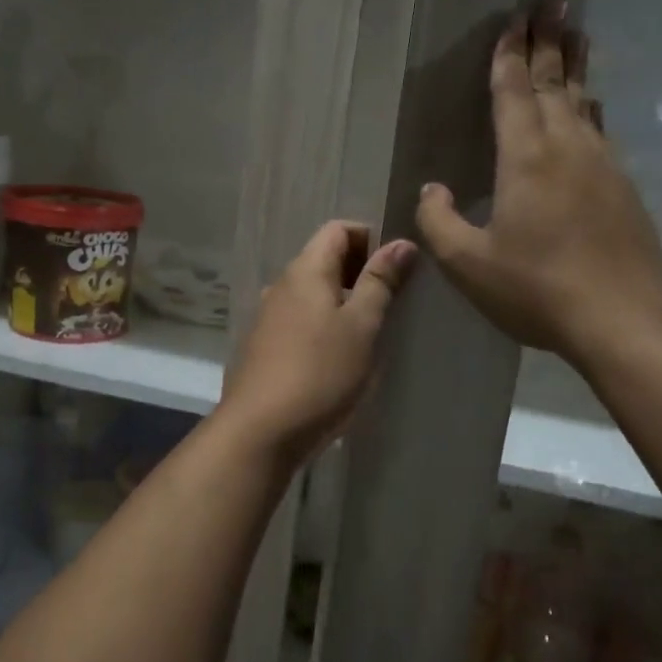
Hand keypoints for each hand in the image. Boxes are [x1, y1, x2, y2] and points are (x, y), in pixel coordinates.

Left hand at [219, 221, 416, 464]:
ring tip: (370, 332)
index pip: (337, 229)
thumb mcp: (361, 327)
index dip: (370, 238)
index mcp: (305, 271)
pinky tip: (339, 357)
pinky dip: (323, 325)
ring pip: (312, 293)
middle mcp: (281, 286)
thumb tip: (401, 242)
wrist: (260, 432)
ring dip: (342, 301)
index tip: (397, 267)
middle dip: (360, 271)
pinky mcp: (263, 348)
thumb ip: (381, 282)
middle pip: (323, 259)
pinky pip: (299, 320)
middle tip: (391, 302)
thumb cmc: (320, 374)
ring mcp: (267, 317)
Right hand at [415, 0, 661, 365]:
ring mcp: (602, 164)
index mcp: (526, 158)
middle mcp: (567, 147)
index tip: (513, 19)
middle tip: (551, 0)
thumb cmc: (536, 288)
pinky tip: (591, 106)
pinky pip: (600, 129)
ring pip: (584, 101)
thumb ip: (440, 222)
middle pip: (555, 83)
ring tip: (575, 34)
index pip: (514, 92)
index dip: (509, 54)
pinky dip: (590, 106)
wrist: (623, 318)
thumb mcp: (468, 264)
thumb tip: (432, 188)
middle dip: (548, 40)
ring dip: (575, 66)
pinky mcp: (623, 187)